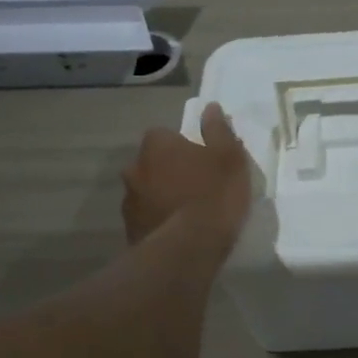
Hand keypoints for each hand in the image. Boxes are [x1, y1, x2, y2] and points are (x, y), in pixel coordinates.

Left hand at [121, 103, 252, 247]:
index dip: (184, 146)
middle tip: (197, 186)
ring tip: (188, 213)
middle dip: (169, 170)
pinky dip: (159, 220)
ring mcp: (129, 201)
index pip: (166, 135)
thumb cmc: (213, 194)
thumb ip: (218, 130)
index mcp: (156, 145)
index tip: (203, 160)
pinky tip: (179, 232)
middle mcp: (135, 168)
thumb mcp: (229, 157)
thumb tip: (210, 107)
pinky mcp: (130, 231)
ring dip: (162, 196)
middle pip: (154, 163)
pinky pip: (148, 218)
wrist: (188, 249)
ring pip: (148, 191)